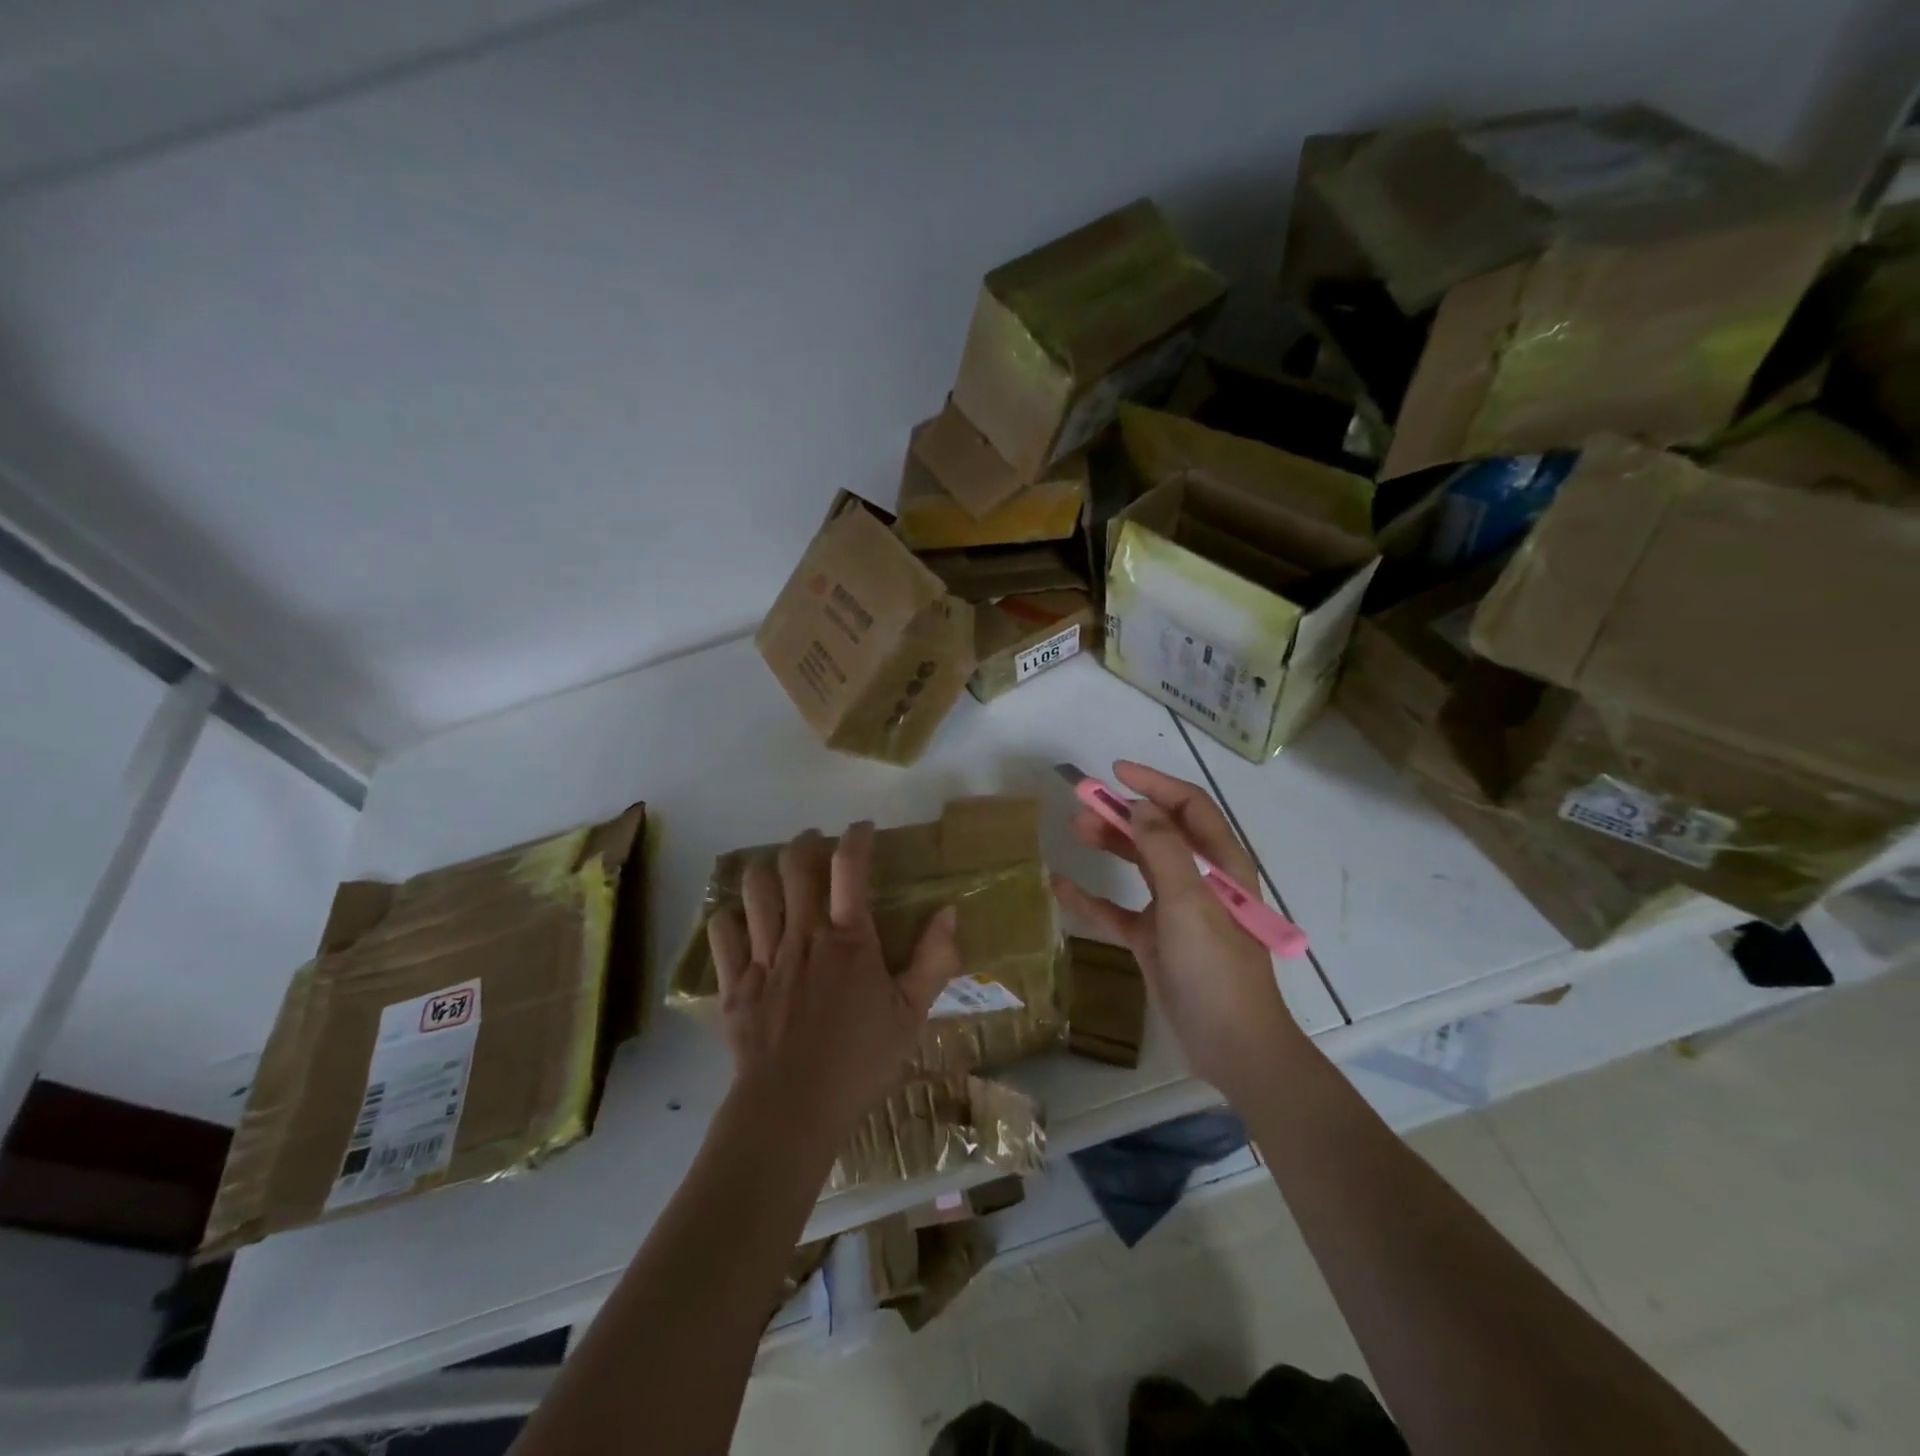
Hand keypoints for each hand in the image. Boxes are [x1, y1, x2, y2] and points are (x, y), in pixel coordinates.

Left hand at [707, 822, 963, 1145]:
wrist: (791, 1110)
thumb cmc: (860, 1062)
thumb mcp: (912, 1015)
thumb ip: (934, 961)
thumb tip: (949, 913)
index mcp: (849, 939)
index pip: (850, 867)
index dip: (857, 837)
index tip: (863, 829)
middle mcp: (803, 934)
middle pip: (794, 864)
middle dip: (806, 842)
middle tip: (816, 843)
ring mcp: (763, 956)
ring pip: (755, 889)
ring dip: (766, 870)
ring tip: (778, 872)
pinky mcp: (734, 984)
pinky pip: (722, 932)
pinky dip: (730, 918)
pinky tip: (741, 921)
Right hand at [1051, 761, 1306, 1099]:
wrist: (1231, 1045)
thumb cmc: (1215, 967)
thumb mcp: (1189, 901)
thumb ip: (1164, 849)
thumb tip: (1140, 806)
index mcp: (1219, 864)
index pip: (1188, 807)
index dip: (1155, 784)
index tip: (1116, 770)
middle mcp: (1198, 880)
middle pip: (1159, 832)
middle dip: (1124, 812)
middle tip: (1083, 803)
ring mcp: (1175, 911)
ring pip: (1139, 864)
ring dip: (1110, 844)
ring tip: (1075, 830)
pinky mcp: (1154, 940)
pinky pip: (1118, 909)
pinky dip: (1092, 897)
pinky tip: (1061, 887)